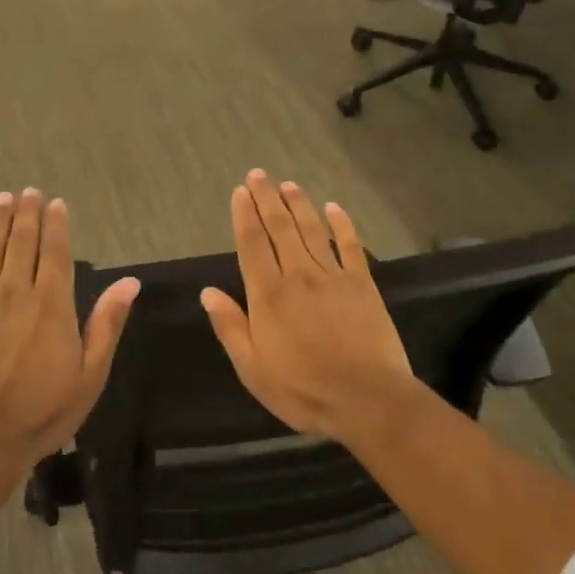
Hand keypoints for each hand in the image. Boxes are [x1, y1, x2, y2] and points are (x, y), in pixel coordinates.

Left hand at [0, 188, 139, 466]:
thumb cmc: (44, 411)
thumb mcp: (90, 374)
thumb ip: (107, 323)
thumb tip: (130, 282)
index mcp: (52, 305)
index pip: (55, 253)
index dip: (56, 225)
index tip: (55, 202)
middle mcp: (16, 293)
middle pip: (21, 244)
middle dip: (26, 215)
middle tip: (27, 191)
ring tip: (2, 199)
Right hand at [200, 171, 416, 443]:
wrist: (367, 399)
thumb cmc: (302, 389)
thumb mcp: (252, 368)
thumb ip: (230, 327)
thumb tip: (208, 292)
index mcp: (268, 294)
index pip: (252, 243)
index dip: (245, 215)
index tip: (240, 191)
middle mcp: (298, 275)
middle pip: (280, 227)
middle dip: (267, 198)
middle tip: (259, 174)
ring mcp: (333, 276)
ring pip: (312, 230)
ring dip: (299, 204)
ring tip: (288, 184)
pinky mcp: (363, 284)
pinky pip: (351, 246)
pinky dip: (342, 224)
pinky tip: (335, 208)